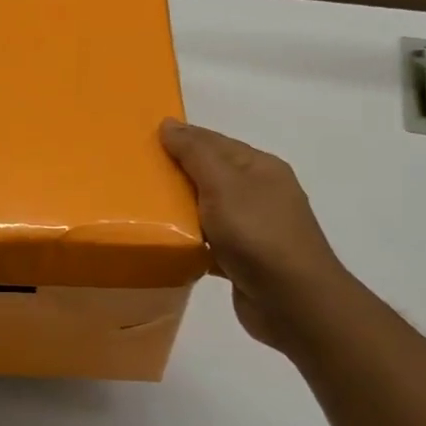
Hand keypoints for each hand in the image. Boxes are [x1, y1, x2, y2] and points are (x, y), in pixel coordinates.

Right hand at [160, 119, 350, 351]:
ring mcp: (253, 228)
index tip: (140, 142)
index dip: (179, 138)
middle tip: (132, 175)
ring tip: (139, 207)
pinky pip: (207, 241)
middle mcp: (259, 193)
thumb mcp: (224, 185)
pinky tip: (164, 242)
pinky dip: (187, 240)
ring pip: (206, 209)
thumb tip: (169, 124)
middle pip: (209, 174)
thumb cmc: (258, 235)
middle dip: (175, 173)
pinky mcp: (242, 259)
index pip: (213, 142)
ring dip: (178, 208)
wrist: (293, 302)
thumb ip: (195, 154)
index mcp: (259, 168)